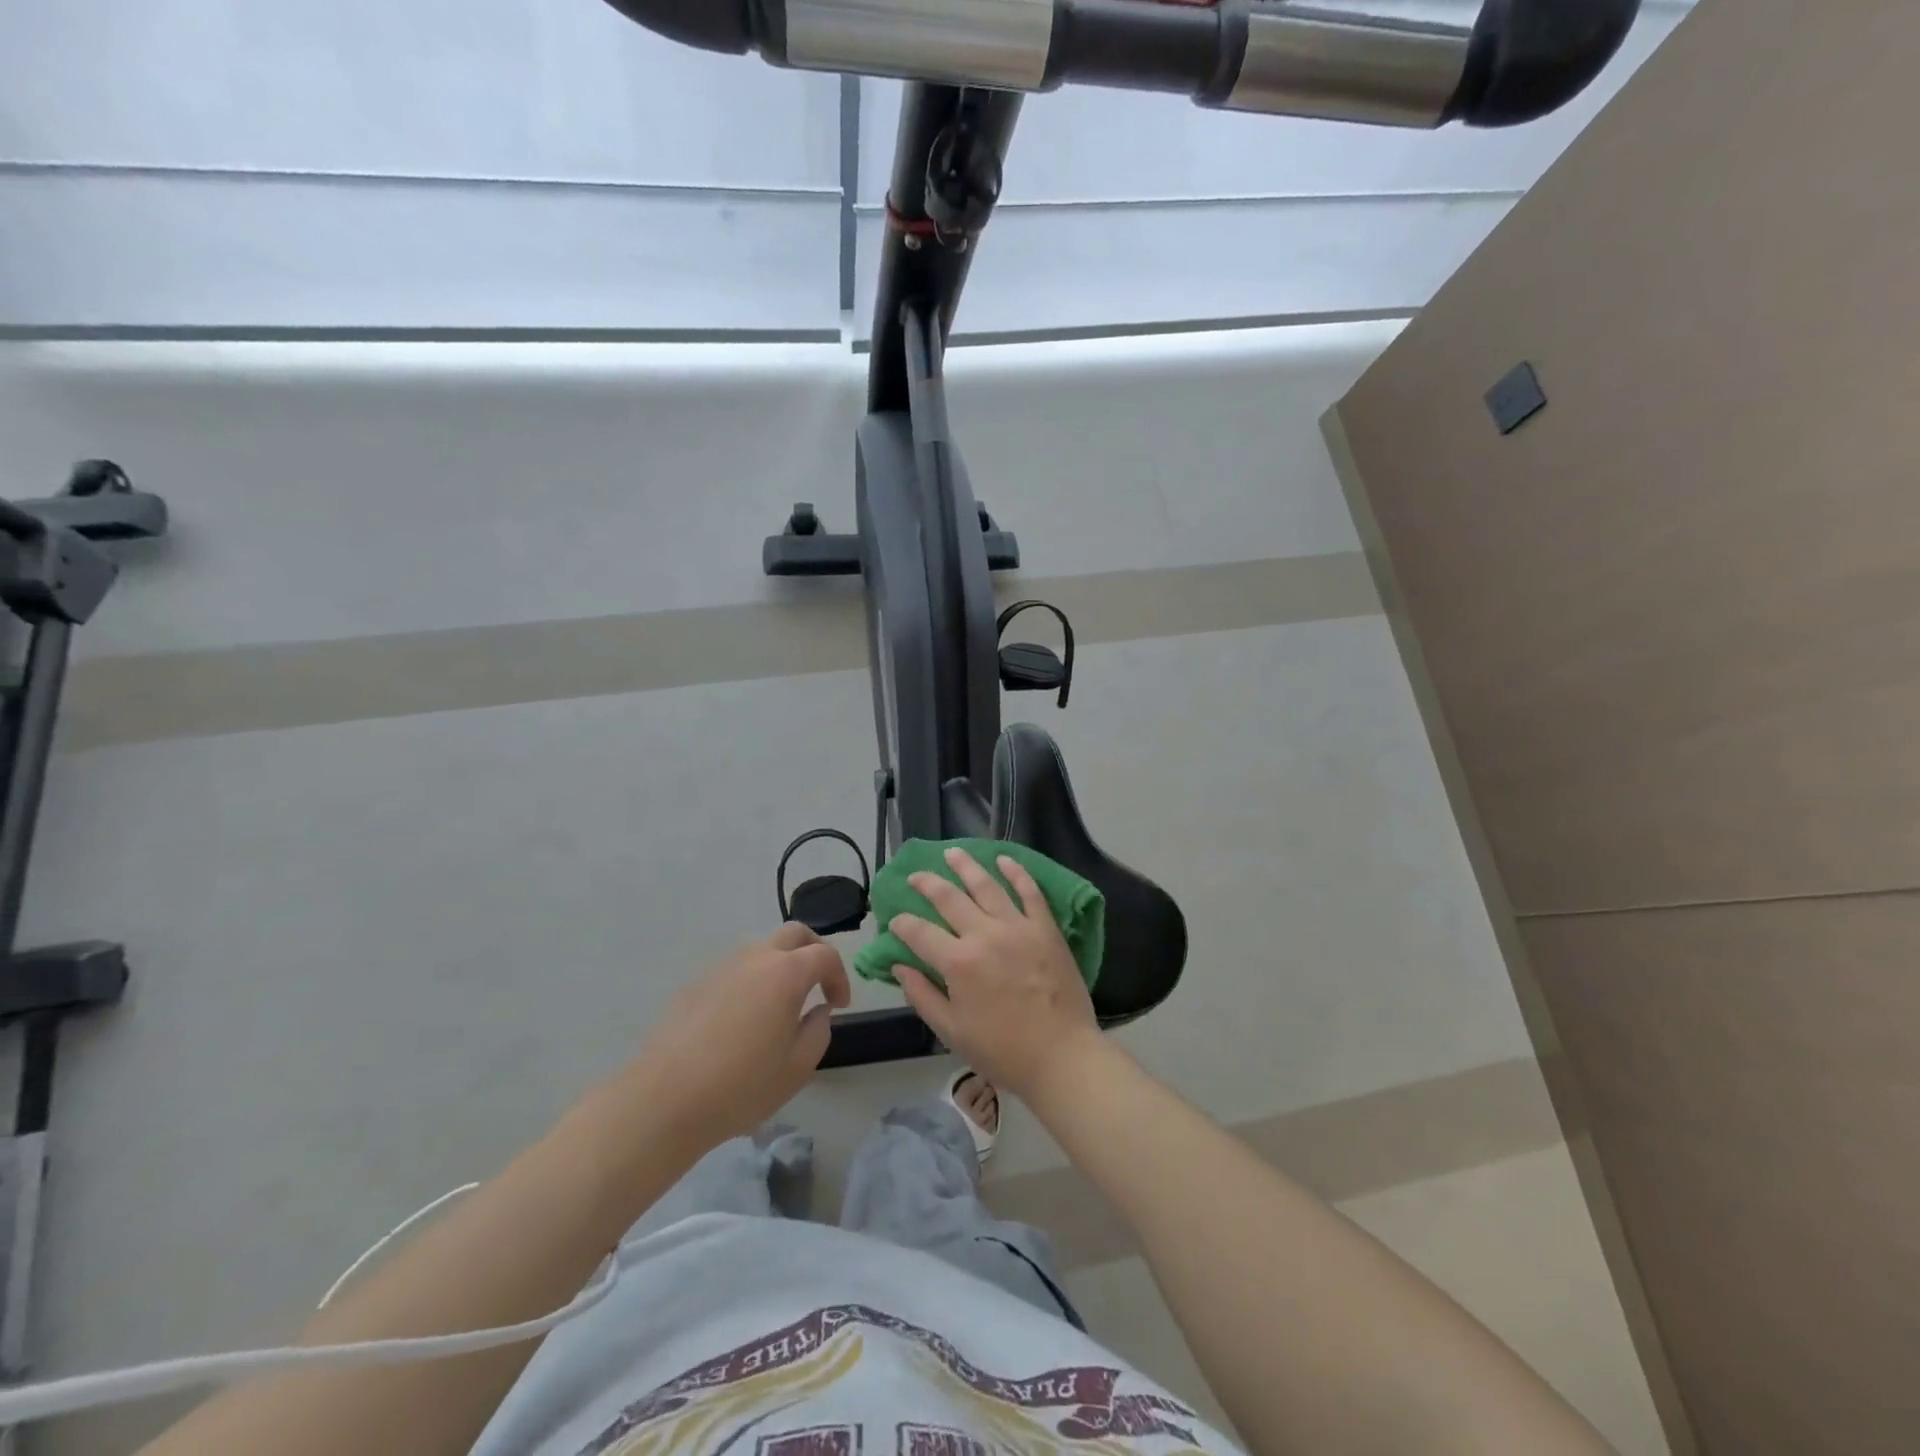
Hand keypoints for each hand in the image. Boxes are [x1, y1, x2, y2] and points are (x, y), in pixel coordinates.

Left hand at [623, 923, 849, 1148]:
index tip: (839, 1004)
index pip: (825, 955)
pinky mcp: (695, 984)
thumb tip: (818, 1011)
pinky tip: (743, 1019)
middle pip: (794, 934)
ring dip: (780, 964)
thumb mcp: (797, 1068)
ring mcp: (721, 967)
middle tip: (819, 983)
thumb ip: (818, 1031)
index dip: (840, 976)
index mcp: (786, 974)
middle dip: (814, 951)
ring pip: (760, 948)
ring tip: (781, 1002)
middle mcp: (755, 959)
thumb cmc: (740, 1086)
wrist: (664, 1100)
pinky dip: (750, 980)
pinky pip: (733, 969)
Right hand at [889, 846, 1100, 1102]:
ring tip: (952, 853)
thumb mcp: (952, 1032)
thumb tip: (899, 967)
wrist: (1062, 1057)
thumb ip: (922, 996)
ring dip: (966, 866)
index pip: (919, 932)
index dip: (902, 924)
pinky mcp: (1045, 928)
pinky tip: (1004, 859)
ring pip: (987, 885)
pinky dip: (1016, 872)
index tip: (895, 921)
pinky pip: (1030, 892)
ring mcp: (1018, 927)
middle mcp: (984, 935)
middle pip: (949, 898)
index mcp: (958, 962)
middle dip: (927, 884)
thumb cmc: (1003, 1051)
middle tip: (916, 875)